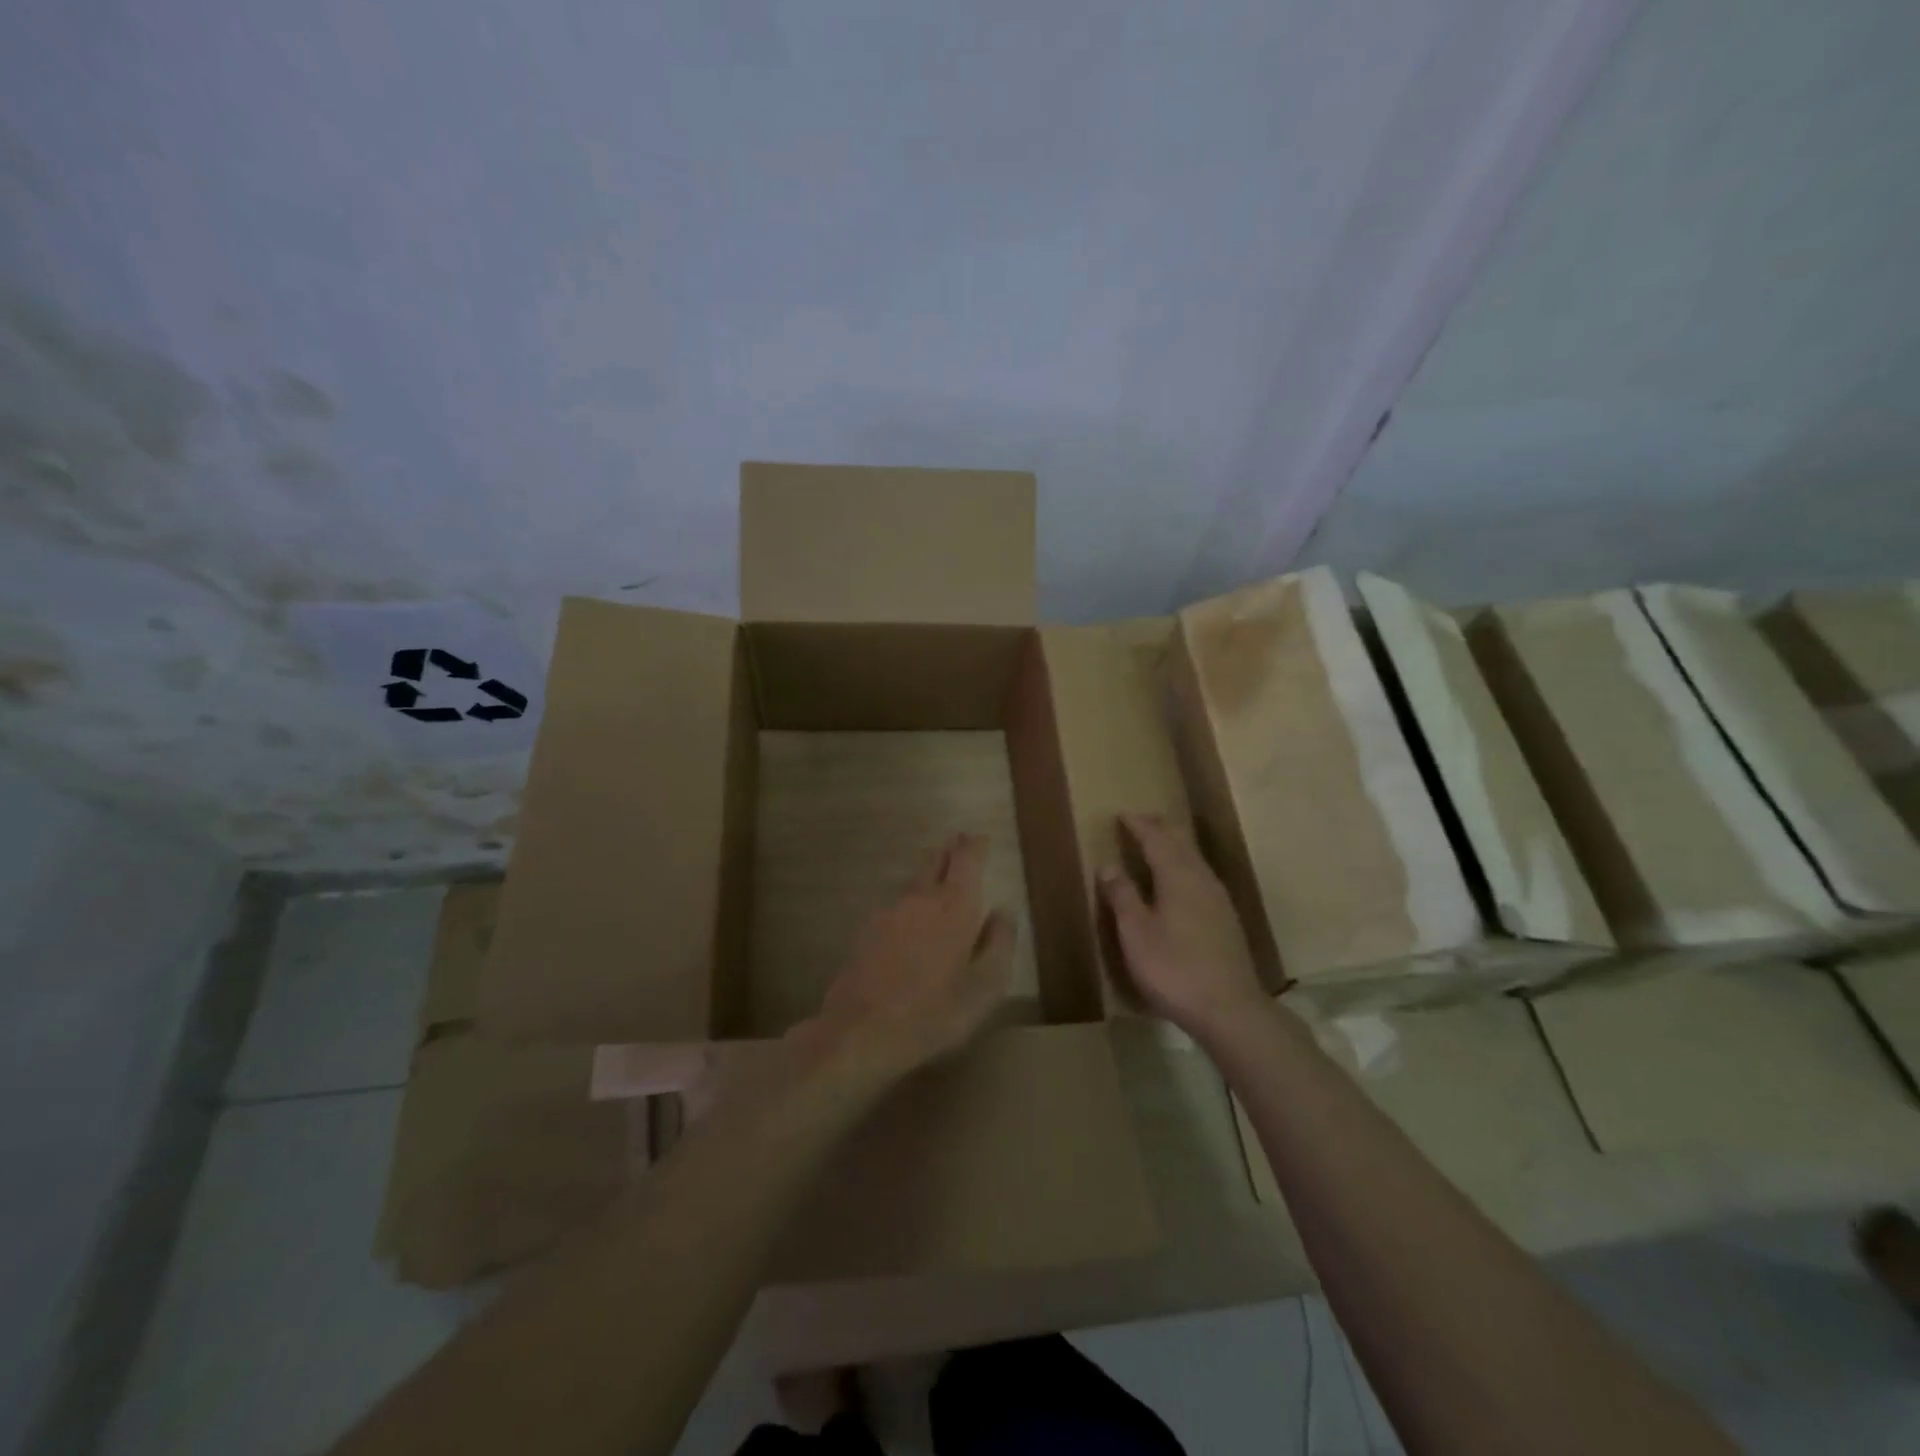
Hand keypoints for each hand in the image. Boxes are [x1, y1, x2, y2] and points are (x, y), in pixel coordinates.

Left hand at [796, 832, 1014, 1088]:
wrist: (860, 1031)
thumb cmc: (934, 1012)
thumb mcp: (984, 987)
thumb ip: (999, 944)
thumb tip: (1003, 912)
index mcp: (954, 906)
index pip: (966, 859)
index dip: (974, 845)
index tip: (980, 838)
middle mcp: (920, 898)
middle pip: (935, 861)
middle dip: (950, 850)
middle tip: (960, 843)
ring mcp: (889, 912)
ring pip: (914, 881)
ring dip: (929, 873)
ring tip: (940, 875)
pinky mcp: (868, 930)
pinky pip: (897, 904)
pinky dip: (911, 900)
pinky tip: (913, 918)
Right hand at [1099, 812, 1267, 1038]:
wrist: (1231, 1009)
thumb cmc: (1174, 969)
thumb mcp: (1136, 934)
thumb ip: (1122, 896)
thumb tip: (1108, 864)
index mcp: (1178, 876)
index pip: (1156, 839)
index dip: (1138, 825)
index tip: (1121, 815)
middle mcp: (1202, 879)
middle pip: (1181, 842)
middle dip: (1159, 828)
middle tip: (1140, 820)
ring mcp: (1218, 899)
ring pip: (1194, 858)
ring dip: (1174, 845)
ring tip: (1157, 843)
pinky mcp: (1226, 919)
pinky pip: (1201, 876)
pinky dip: (1184, 865)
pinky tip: (1180, 881)